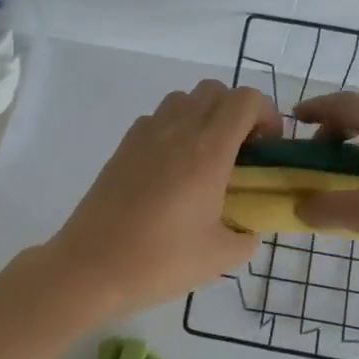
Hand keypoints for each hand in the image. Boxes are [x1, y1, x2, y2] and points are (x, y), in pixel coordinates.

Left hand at [47, 80, 282, 317]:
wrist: (91, 268)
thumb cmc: (161, 261)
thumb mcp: (222, 257)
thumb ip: (247, 235)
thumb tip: (248, 226)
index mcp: (208, 151)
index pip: (246, 100)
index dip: (266, 115)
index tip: (266, 148)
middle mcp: (177, 131)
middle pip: (215, 90)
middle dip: (237, 112)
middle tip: (241, 152)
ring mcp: (145, 135)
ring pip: (184, 99)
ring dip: (204, 116)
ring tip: (206, 158)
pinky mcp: (123, 147)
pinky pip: (157, 118)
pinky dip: (175, 129)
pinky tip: (173, 169)